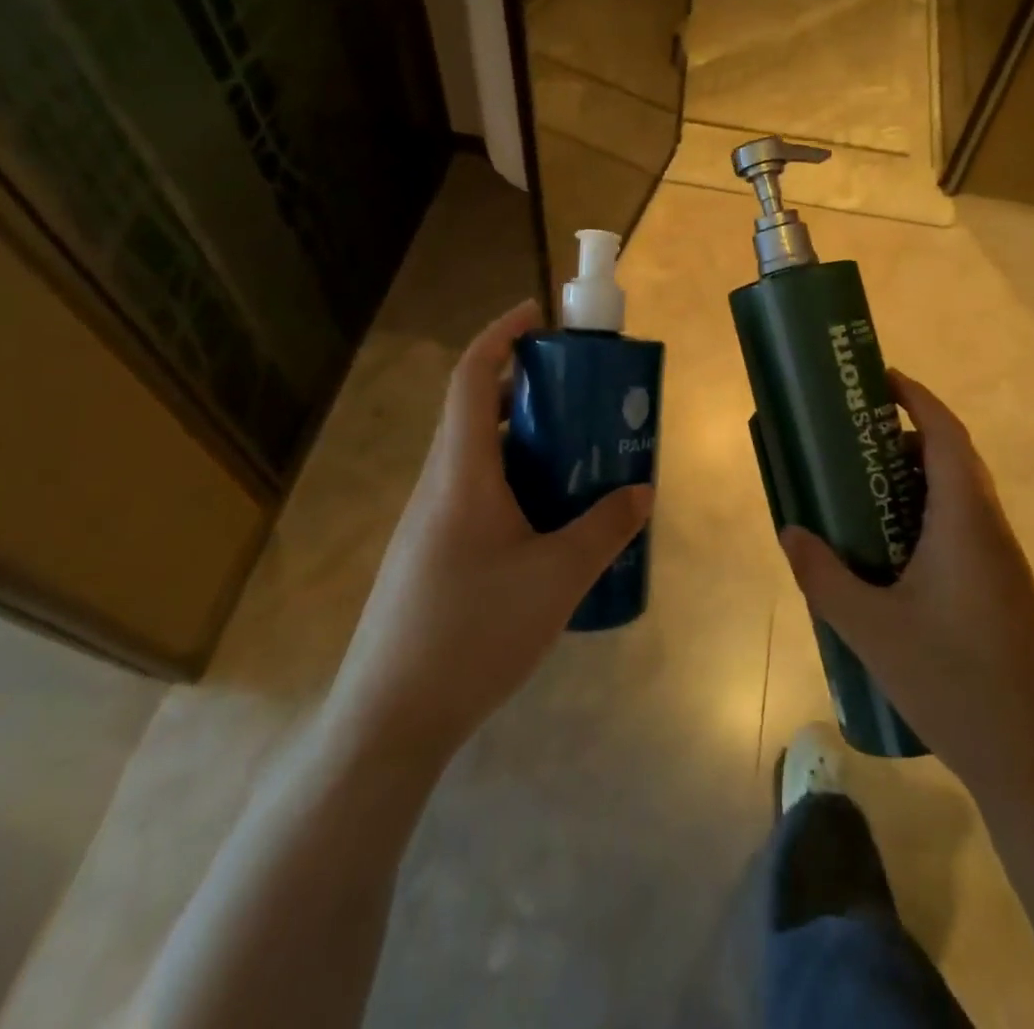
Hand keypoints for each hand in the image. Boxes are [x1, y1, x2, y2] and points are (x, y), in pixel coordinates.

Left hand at [325, 300, 653, 764]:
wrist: (392, 717)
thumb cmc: (472, 632)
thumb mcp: (556, 579)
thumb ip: (604, 530)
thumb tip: (642, 492)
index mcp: (462, 472)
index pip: (472, 377)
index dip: (501, 334)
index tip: (539, 316)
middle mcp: (440, 483)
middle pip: (477, 410)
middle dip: (527, 387)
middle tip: (581, 394)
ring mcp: (432, 520)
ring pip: (479, 455)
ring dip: (524, 439)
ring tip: (578, 454)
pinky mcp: (434, 551)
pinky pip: (478, 492)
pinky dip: (516, 481)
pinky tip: (550, 521)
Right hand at [779, 371, 1033, 796]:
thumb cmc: (955, 684)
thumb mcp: (871, 629)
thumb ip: (823, 576)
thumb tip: (790, 532)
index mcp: (966, 523)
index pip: (947, 436)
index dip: (916, 398)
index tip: (879, 379)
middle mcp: (992, 532)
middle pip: (954, 460)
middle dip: (906, 436)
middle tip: (853, 438)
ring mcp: (1005, 566)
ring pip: (960, 498)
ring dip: (916, 479)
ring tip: (862, 491)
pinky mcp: (1005, 594)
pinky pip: (963, 531)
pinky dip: (926, 517)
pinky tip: (892, 553)